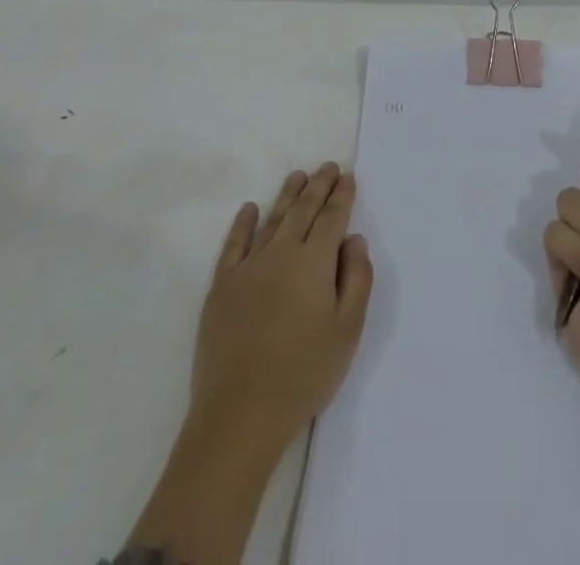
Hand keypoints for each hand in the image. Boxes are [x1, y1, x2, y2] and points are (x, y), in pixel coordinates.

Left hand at [124, 164, 373, 564]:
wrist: (240, 413)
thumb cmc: (304, 374)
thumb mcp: (347, 331)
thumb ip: (357, 279)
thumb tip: (354, 239)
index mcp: (314, 261)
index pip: (331, 217)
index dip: (341, 195)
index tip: (347, 176)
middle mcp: (281, 252)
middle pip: (303, 209)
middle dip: (318, 185)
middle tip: (329, 166)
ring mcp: (248, 266)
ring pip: (272, 219)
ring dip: (287, 194)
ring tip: (298, 175)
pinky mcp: (222, 285)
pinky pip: (234, 243)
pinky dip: (243, 223)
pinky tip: (250, 209)